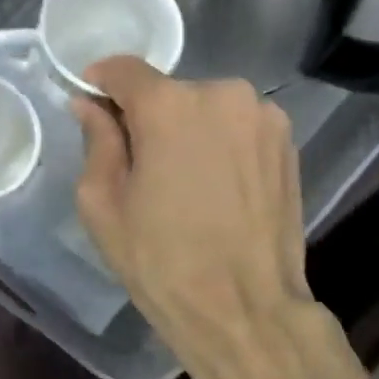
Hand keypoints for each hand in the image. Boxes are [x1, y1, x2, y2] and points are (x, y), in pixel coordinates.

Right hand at [73, 57, 333, 378]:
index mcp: (170, 105)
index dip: (102, 83)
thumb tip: (90, 105)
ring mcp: (263, 115)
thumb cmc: (163, 262)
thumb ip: (96, 142)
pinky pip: (239, 127)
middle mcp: (222, 94)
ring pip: (208, 109)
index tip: (92, 103)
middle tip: (141, 165)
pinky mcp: (288, 141)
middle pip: (170, 92)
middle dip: (149, 117)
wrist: (246, 308)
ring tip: (187, 183)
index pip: (125, 70)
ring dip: (190, 130)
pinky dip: (222, 144)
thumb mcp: (104, 206)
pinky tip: (219, 187)